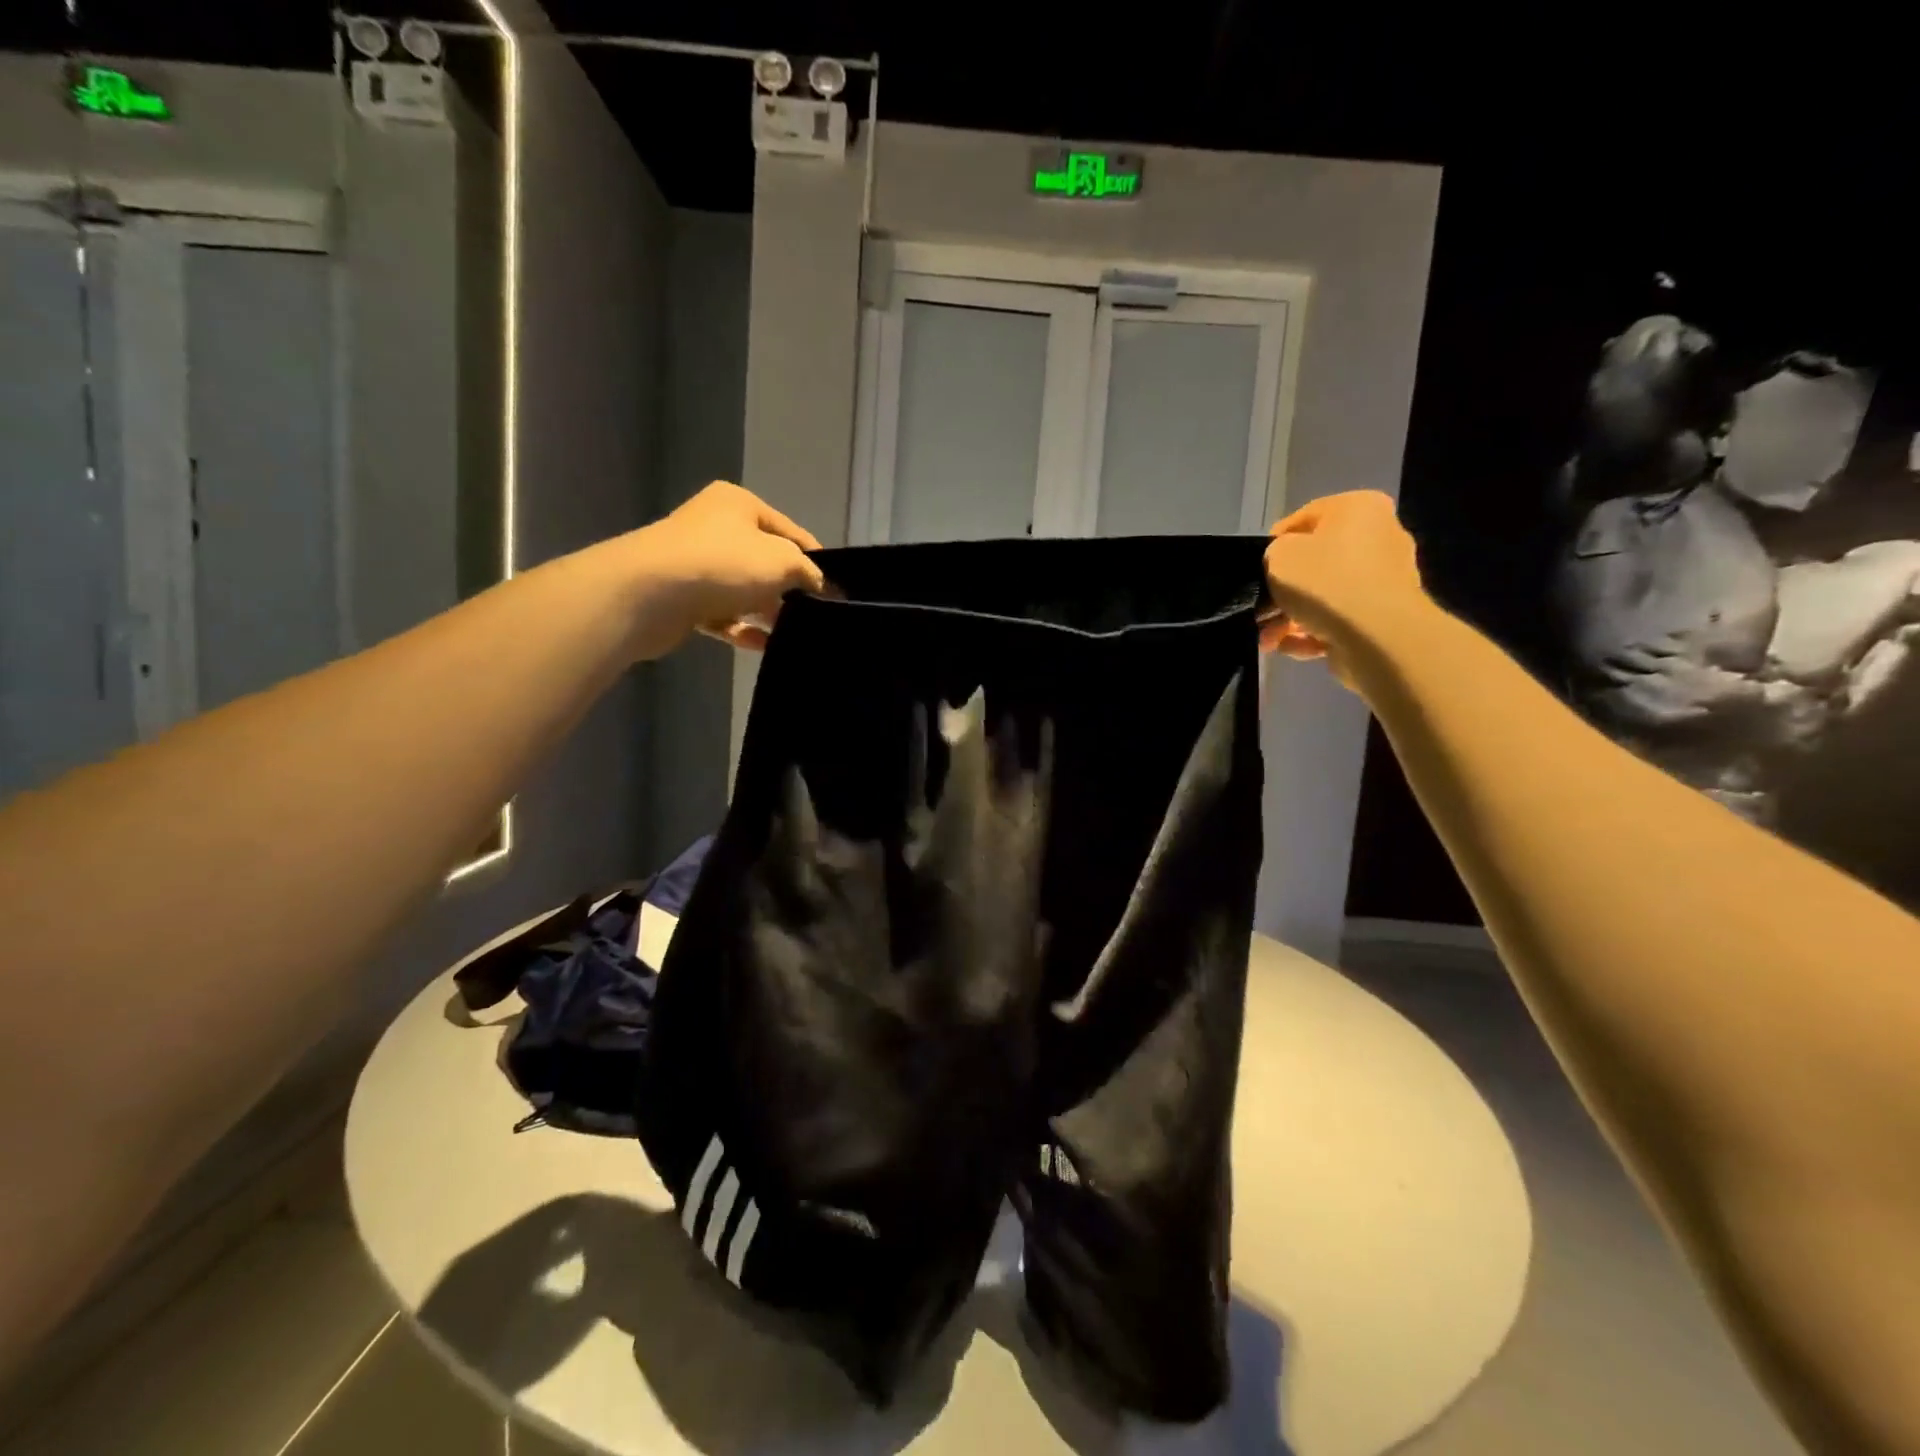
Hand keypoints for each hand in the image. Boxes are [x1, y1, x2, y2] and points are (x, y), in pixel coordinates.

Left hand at [626, 482, 825, 658]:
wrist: (649, 593)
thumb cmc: (723, 564)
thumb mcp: (782, 561)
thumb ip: (808, 572)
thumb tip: (820, 586)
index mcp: (739, 505)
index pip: (791, 532)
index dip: (815, 560)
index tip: (835, 590)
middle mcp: (715, 528)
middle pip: (765, 561)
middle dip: (789, 589)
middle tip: (815, 615)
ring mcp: (696, 563)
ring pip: (743, 590)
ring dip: (767, 611)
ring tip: (793, 634)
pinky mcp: (683, 598)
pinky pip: (722, 614)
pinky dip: (742, 628)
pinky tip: (763, 645)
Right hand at [1258, 491, 1430, 686]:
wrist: (1375, 633)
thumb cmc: (1324, 580)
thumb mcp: (1277, 555)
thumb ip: (1274, 555)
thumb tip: (1284, 568)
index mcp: (1360, 508)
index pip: (1305, 518)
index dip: (1273, 544)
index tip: (1256, 569)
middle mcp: (1381, 537)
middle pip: (1317, 562)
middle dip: (1284, 590)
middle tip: (1259, 610)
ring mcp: (1386, 579)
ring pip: (1326, 596)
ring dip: (1292, 617)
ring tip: (1267, 639)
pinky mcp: (1385, 616)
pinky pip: (1340, 620)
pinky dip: (1313, 634)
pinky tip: (1288, 647)